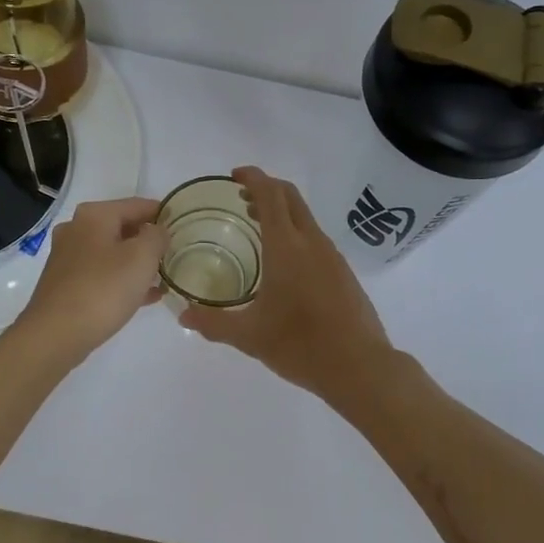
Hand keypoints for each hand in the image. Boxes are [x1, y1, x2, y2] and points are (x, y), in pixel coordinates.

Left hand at [14, 196, 165, 362]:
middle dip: (151, 241)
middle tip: (177, 254)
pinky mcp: (66, 283)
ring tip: (165, 277)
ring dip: (139, 263)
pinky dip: (124, 280)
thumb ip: (157, 236)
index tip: (185, 227)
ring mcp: (68, 257)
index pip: (139, 205)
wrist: (55, 334)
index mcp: (95, 215)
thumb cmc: (103, 289)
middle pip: (124, 227)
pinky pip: (103, 274)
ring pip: (113, 253)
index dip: (164, 214)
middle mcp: (77, 229)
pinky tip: (147, 297)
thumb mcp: (142, 257)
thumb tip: (158, 231)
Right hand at [179, 167, 396, 405]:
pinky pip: (316, 239)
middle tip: (242, 199)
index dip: (253, 177)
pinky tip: (284, 263)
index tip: (235, 176)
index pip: (270, 195)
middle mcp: (312, 242)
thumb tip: (183, 314)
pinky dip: (296, 234)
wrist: (359, 366)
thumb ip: (213, 322)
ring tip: (257, 228)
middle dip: (266, 189)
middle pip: (290, 198)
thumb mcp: (249, 336)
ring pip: (305, 218)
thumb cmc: (300, 345)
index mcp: (287, 247)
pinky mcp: (343, 273)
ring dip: (282, 213)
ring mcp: (332, 256)